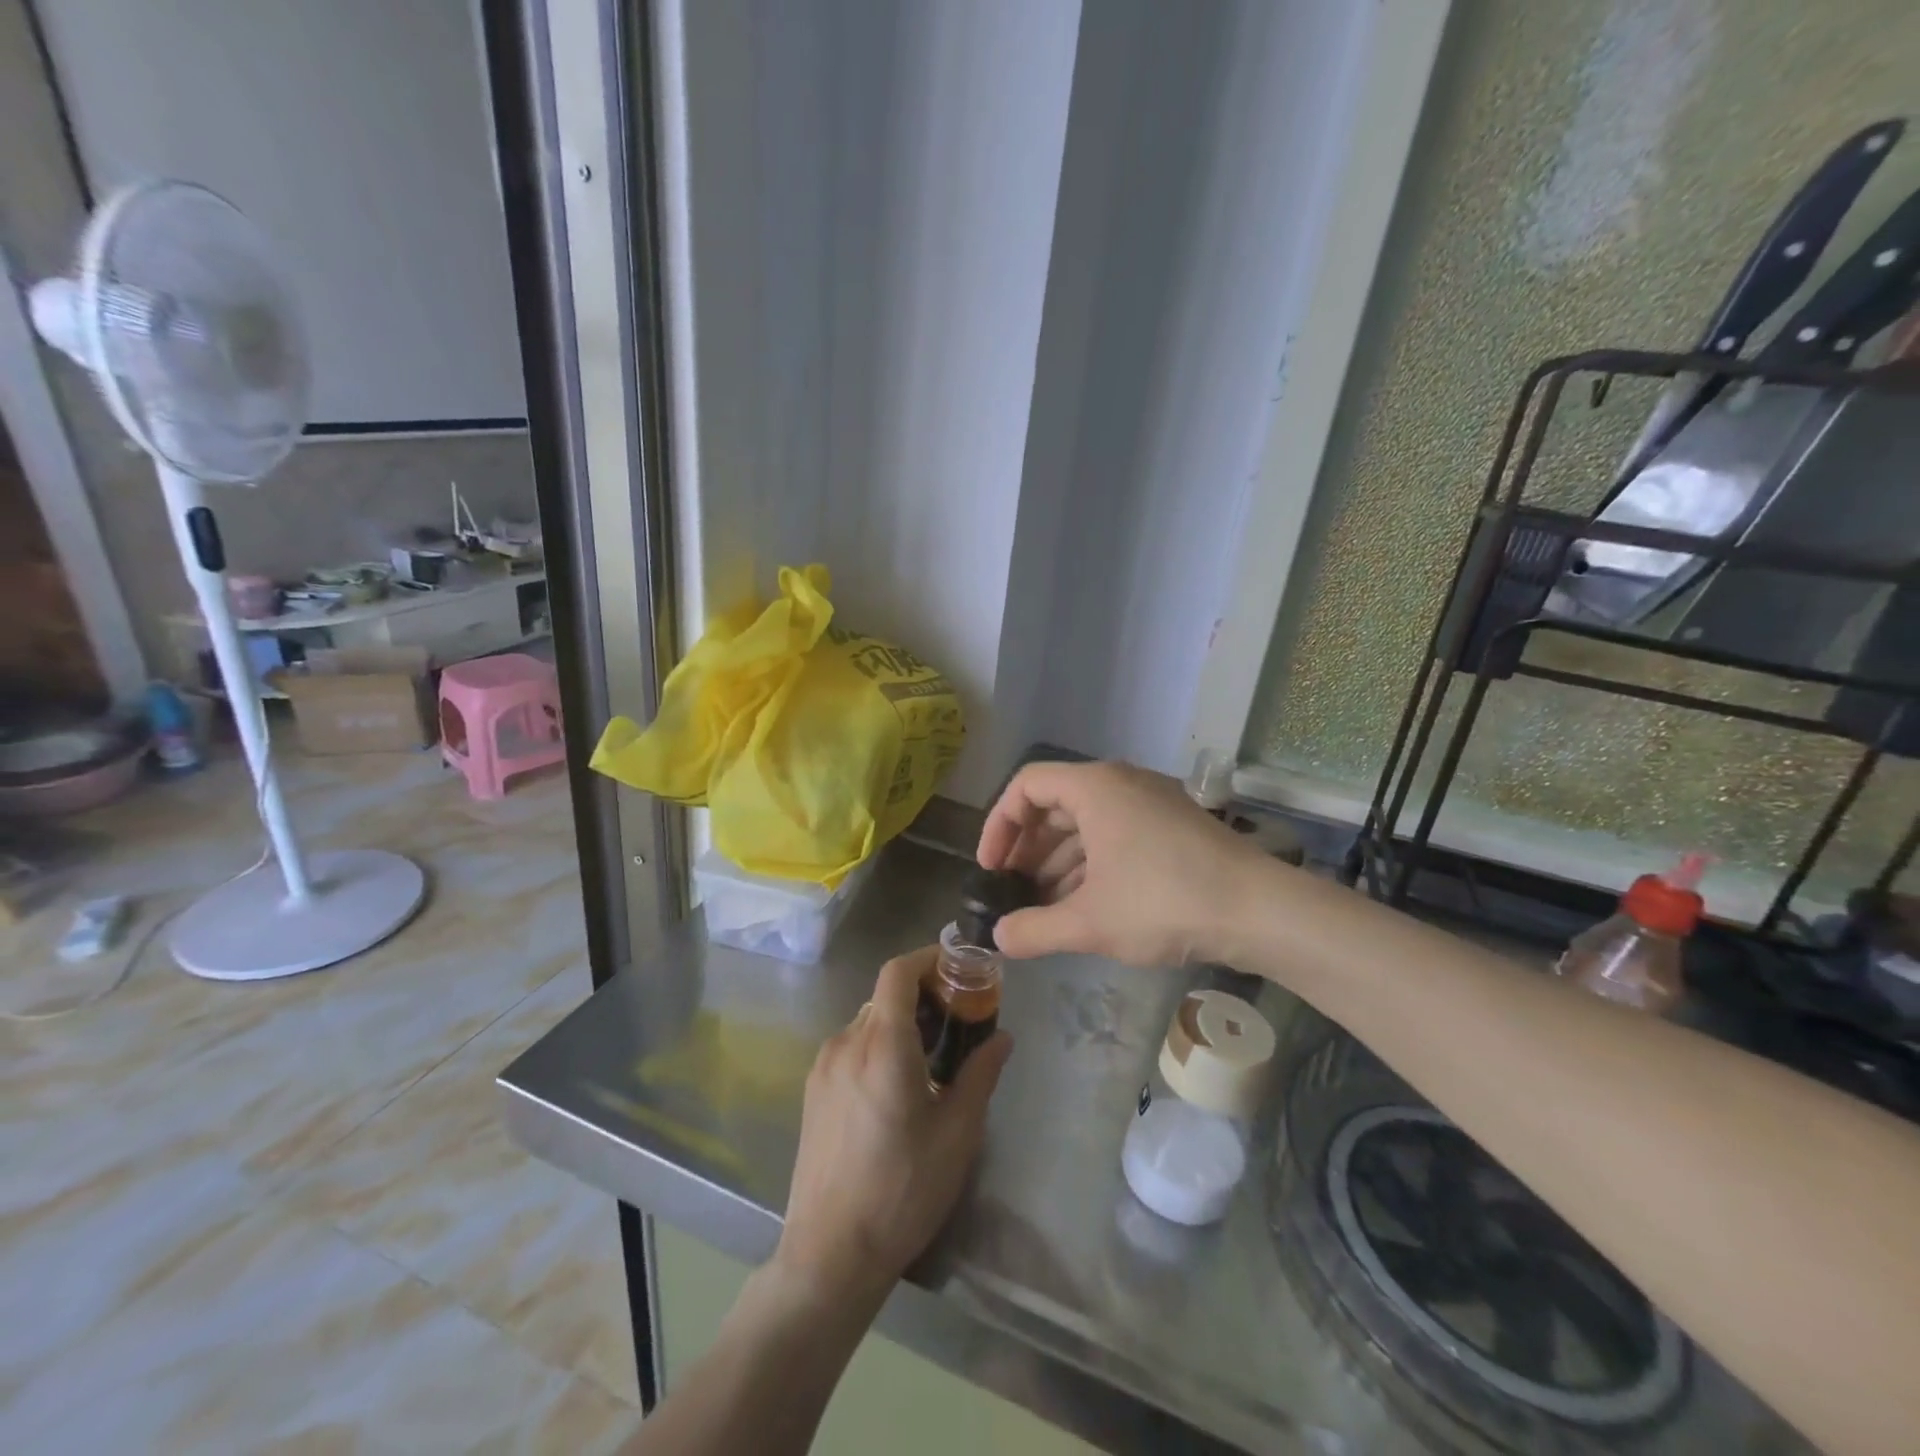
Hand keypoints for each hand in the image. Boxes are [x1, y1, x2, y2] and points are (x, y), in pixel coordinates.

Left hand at [775, 948, 1011, 1306]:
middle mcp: (846, 1042)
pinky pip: (851, 1047)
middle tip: (958, 1020)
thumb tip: (1002, 1038)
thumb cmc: (903, 1190)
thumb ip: (981, 1074)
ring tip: (934, 1057)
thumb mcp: (957, 1133)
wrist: (830, 1254)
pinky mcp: (813, 1091)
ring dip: (901, 1023)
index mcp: (882, 1044)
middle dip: (923, 995)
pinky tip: (899, 1086)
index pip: (898, 971)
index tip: (959, 969)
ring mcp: (824, 1067)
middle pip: (885, 995)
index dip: (928, 958)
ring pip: (868, 1021)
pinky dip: (879, 1045)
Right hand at [977, 759, 1267, 967]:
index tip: (990, 868)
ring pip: (1087, 822)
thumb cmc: (1164, 902)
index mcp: (1095, 787)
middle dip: (1028, 848)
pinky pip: (1115, 834)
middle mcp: (1121, 782)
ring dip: (1058, 860)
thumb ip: (1034, 930)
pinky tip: (1084, 903)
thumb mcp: (1090, 922)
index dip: (999, 825)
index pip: (1026, 786)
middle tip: (1012, 889)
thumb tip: (998, 938)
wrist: (1260, 910)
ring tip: (1043, 905)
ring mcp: (1151, 802)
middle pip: (1055, 804)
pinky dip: (1091, 863)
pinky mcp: (1173, 825)